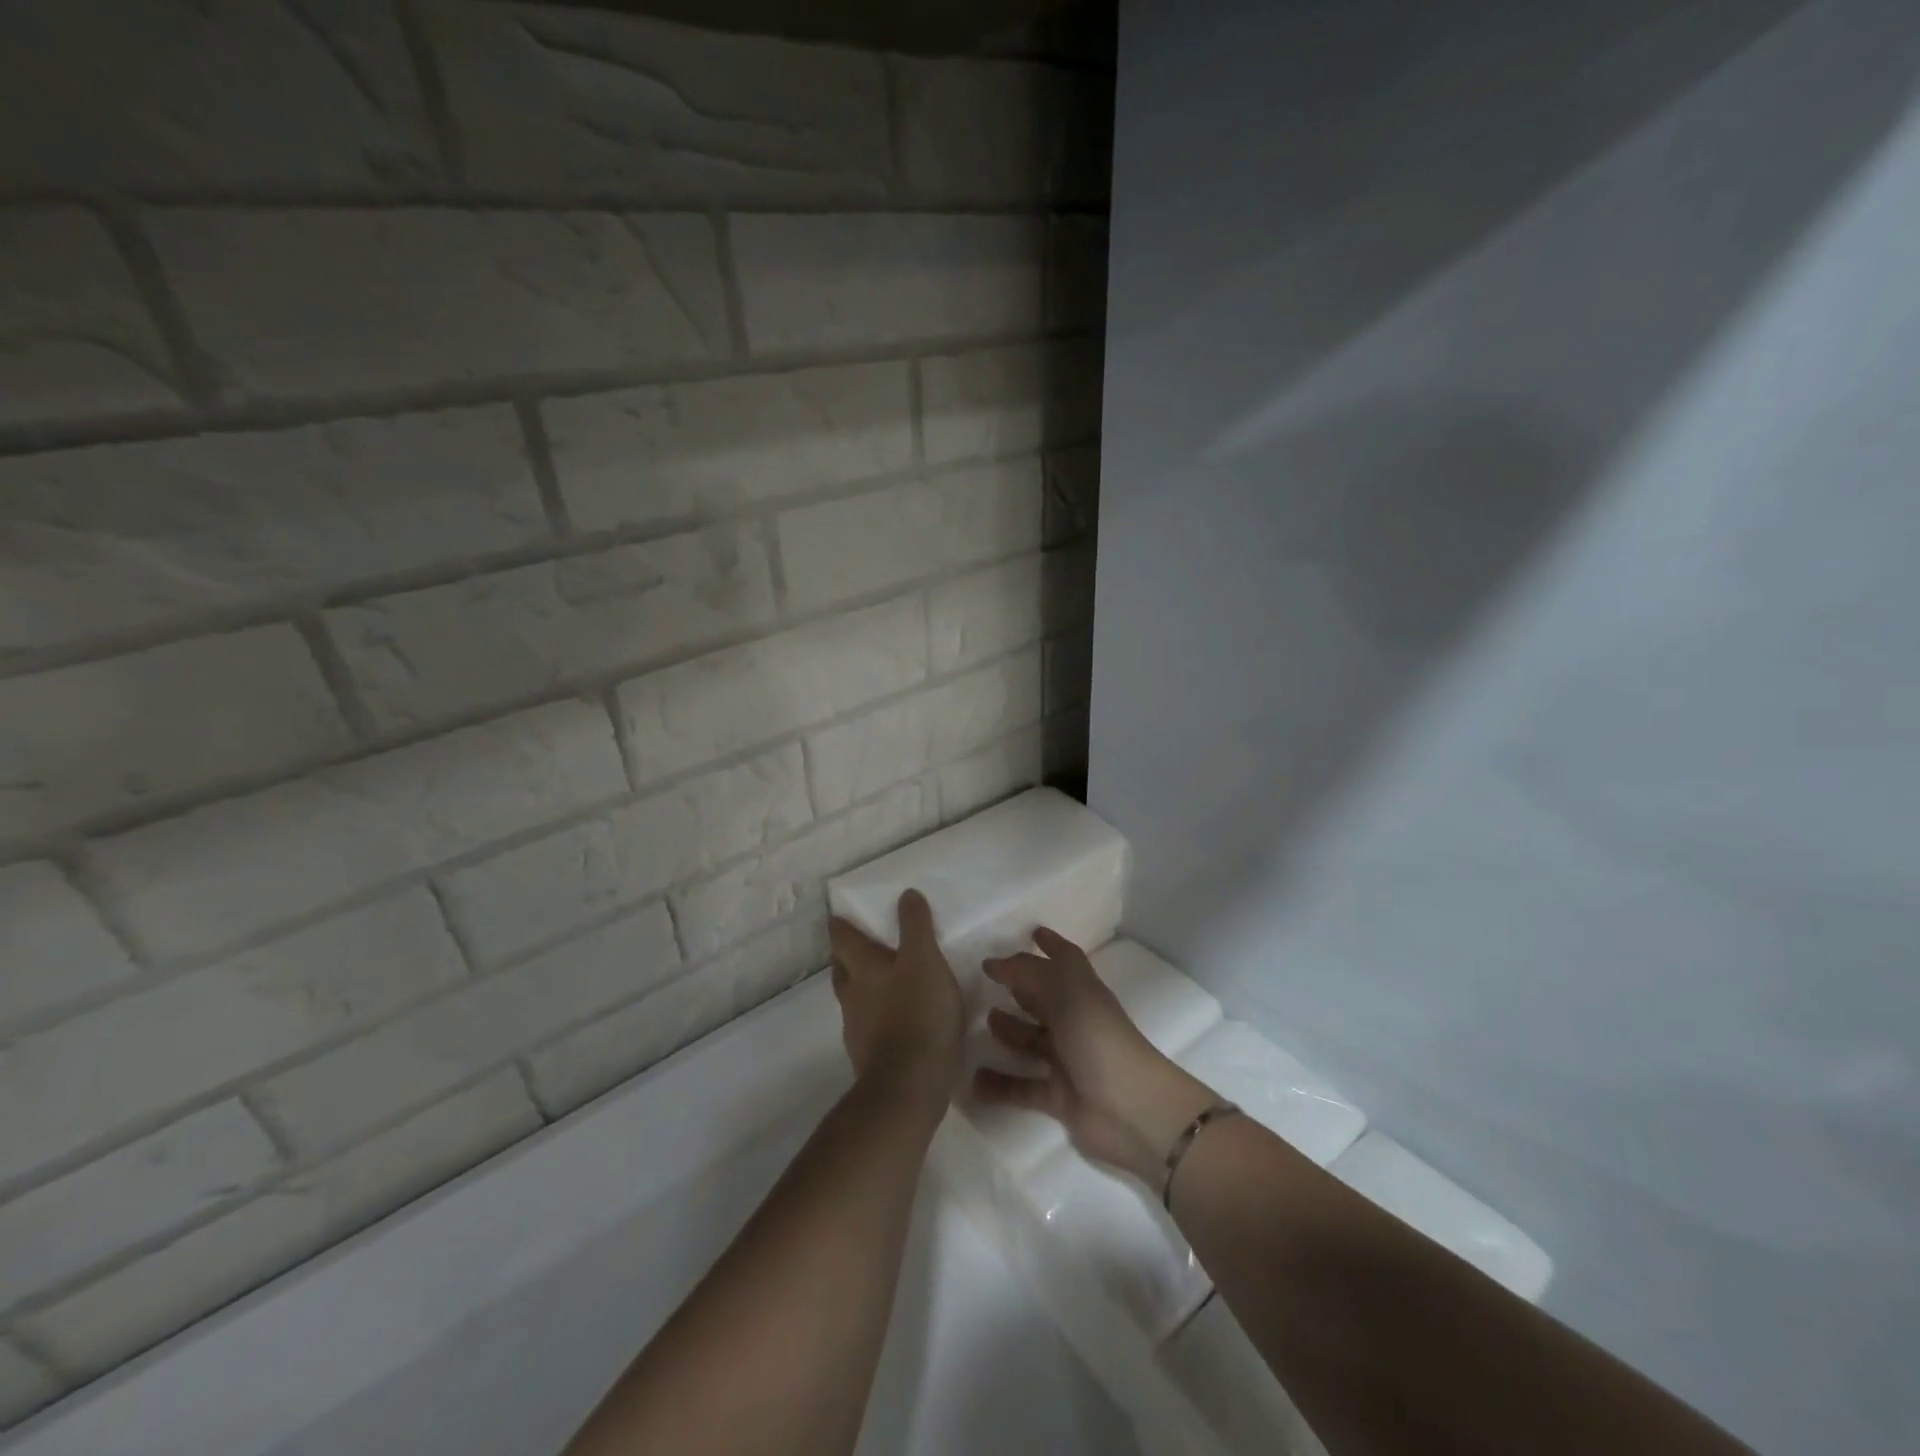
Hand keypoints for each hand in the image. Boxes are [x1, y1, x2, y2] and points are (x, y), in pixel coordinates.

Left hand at [829, 890, 966, 1113]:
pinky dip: (876, 1016)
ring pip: (852, 998)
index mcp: (863, 969)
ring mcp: (857, 1028)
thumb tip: (906, 894)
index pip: (842, 938)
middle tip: (861, 945)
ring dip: (861, 987)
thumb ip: (916, 926)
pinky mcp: (868, 1056)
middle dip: (847, 955)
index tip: (839, 916)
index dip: (840, 925)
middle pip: (841, 968)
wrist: (910, 1086)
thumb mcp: (925, 961)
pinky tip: (896, 1020)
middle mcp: (852, 995)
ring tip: (883, 982)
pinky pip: (867, 1026)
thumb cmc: (919, 1014)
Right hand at [973, 928, 1217, 1183]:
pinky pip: (1022, 1087)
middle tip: (989, 981)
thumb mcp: (1063, 991)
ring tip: (981, 1023)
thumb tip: (993, 962)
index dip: (1051, 944)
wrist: (1131, 1109)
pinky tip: (974, 1081)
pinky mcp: (1059, 1097)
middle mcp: (1075, 1021)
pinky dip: (1000, 1085)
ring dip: (1009, 1032)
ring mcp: (1067, 1059)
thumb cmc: (1098, 1037)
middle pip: (1045, 999)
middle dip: (1021, 988)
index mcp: (1081, 991)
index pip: (1065, 960)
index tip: (1031, 933)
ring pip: (1031, 1040)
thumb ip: (1027, 972)